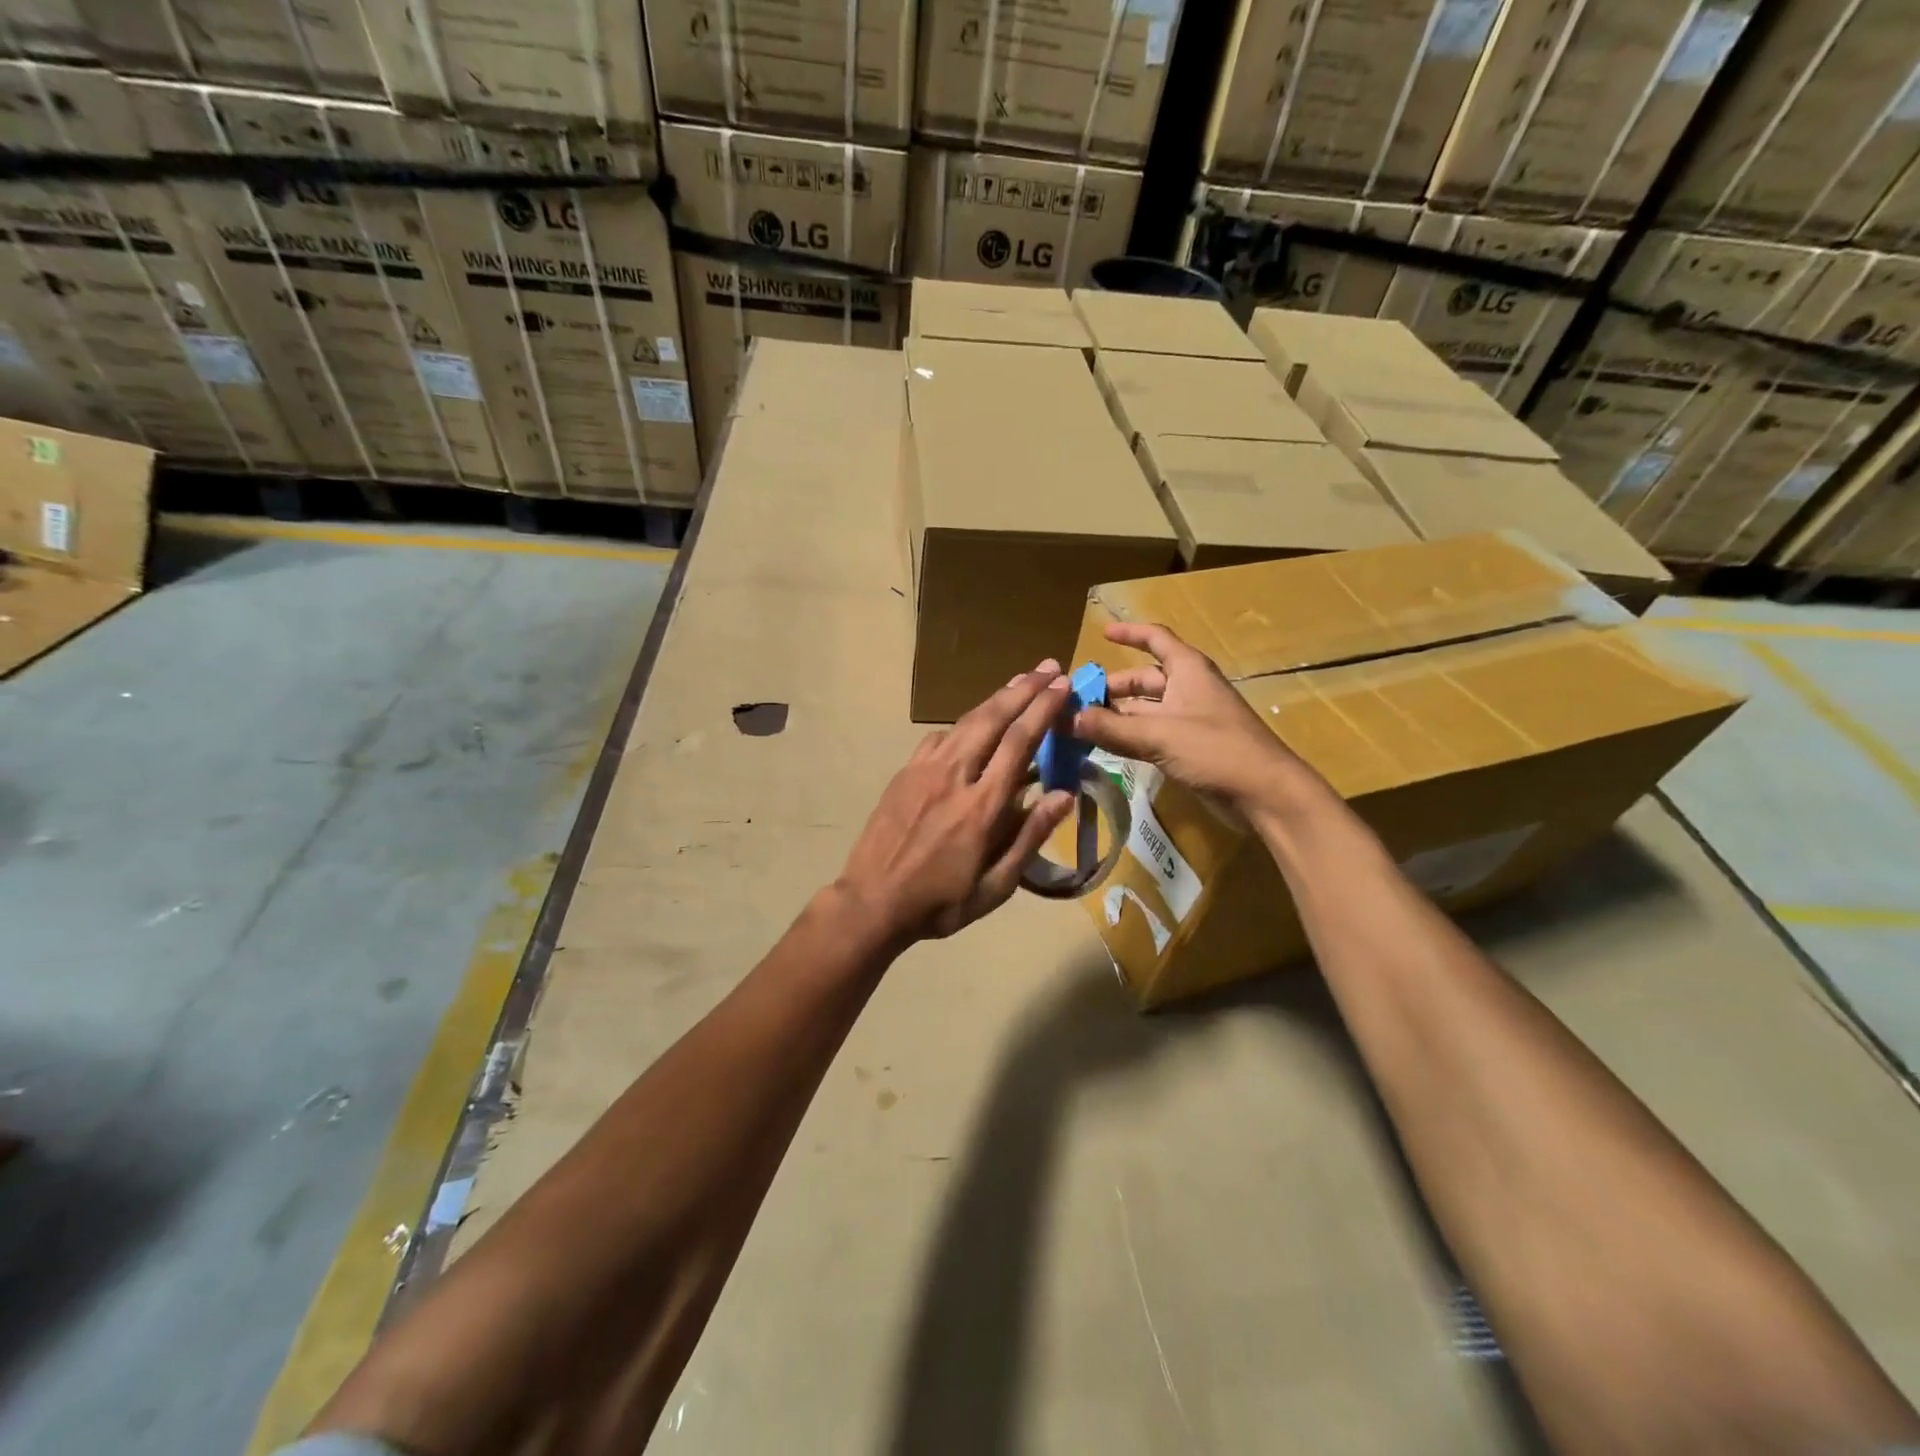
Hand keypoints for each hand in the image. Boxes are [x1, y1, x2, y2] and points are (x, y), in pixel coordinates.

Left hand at [838, 661, 1076, 942]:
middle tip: (1049, 667)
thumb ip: (1030, 837)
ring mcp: (924, 770)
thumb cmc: (941, 902)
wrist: (872, 901)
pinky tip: (974, 724)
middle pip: (993, 719)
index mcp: (982, 806)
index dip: (1043, 709)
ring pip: (965, 721)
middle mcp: (954, 776)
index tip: (1063, 686)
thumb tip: (1064, 794)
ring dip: (996, 698)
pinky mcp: (905, 773)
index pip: (1019, 743)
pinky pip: (939, 738)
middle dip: (1024, 689)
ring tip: (1020, 681)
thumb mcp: (996, 886)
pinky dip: (964, 723)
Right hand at [1072, 622, 1311, 812]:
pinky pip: (1152, 734)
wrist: (1264, 793)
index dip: (1130, 634)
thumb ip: (1111, 728)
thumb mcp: (1159, 735)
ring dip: (1117, 715)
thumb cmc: (1216, 749)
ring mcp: (1190, 720)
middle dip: (1113, 687)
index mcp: (1188, 670)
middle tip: (1077, 701)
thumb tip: (1066, 718)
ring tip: (1082, 726)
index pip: (1156, 639)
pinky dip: (1129, 737)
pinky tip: (1105, 747)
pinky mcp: (1190, 748)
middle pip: (1144, 679)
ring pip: (1145, 710)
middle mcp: (1188, 689)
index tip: (1102, 634)